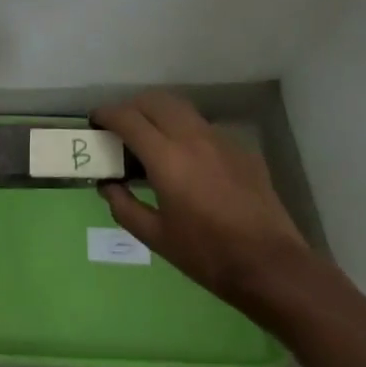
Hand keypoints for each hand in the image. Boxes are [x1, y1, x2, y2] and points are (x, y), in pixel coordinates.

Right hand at [94, 93, 312, 312]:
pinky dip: (185, 130)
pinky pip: (204, 127)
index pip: (128, 118)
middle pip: (154, 101)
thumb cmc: (207, 255)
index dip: (107, 114)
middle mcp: (191, 136)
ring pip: (181, 108)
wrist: (270, 265)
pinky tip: (187, 159)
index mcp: (166, 157)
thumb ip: (125, 206)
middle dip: (132, 107)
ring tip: (151, 137)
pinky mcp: (240, 148)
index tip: (95, 121)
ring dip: (159, 113)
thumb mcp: (157, 238)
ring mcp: (219, 138)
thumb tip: (108, 185)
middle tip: (120, 127)